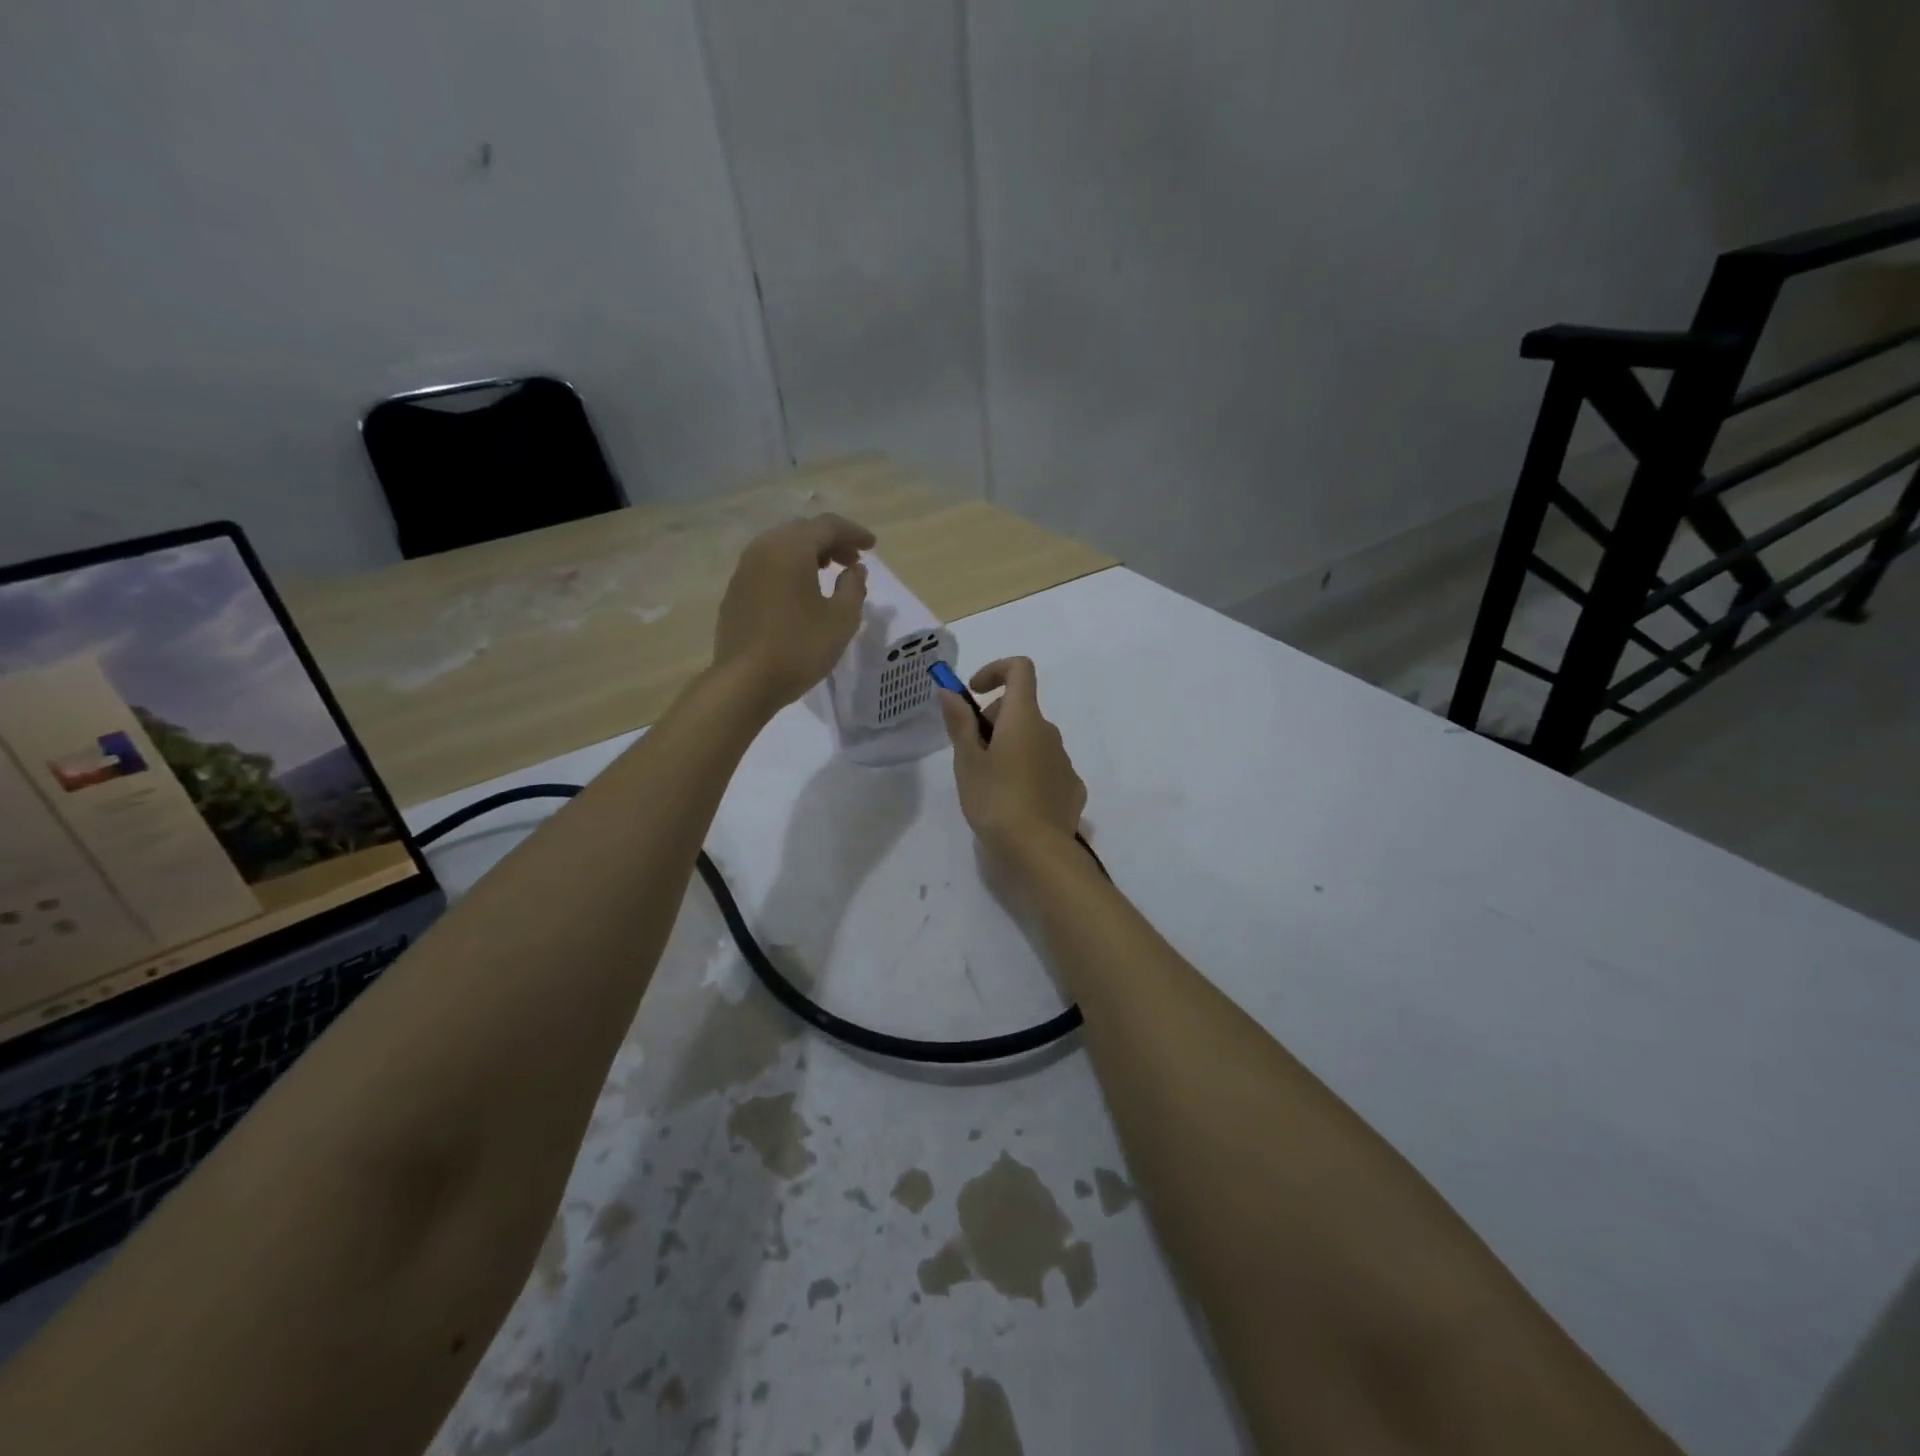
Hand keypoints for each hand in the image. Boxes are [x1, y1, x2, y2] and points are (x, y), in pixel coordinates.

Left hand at [712, 514, 874, 712]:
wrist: (745, 681)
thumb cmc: (800, 647)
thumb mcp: (842, 619)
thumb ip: (854, 587)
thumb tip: (855, 569)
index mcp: (791, 548)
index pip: (827, 525)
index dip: (853, 533)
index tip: (873, 547)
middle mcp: (763, 549)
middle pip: (802, 531)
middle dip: (831, 541)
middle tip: (853, 561)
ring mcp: (744, 570)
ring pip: (782, 548)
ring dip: (809, 555)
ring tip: (829, 574)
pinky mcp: (735, 592)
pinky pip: (768, 567)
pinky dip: (790, 569)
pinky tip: (801, 593)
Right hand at [937, 657, 1086, 854]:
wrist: (1038, 851)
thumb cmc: (995, 800)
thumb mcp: (967, 762)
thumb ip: (959, 722)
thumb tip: (949, 690)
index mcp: (1024, 718)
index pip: (1020, 669)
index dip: (995, 671)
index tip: (974, 694)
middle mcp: (1050, 732)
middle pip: (1022, 709)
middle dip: (995, 721)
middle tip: (972, 754)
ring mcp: (1065, 761)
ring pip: (1034, 740)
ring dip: (1012, 748)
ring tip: (991, 784)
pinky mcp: (1072, 788)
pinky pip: (1047, 768)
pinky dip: (1029, 772)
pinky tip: (1016, 803)